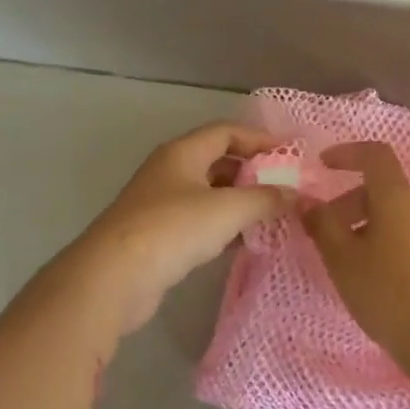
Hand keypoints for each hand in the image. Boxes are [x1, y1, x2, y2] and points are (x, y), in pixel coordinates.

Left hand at [67, 122, 292, 337]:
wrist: (115, 276)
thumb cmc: (173, 229)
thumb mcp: (228, 209)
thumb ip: (265, 199)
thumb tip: (294, 194)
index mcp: (182, 153)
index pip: (226, 131)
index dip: (259, 139)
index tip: (291, 154)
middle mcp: (169, 171)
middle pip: (217, 161)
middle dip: (251, 172)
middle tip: (285, 188)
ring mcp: (160, 204)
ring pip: (208, 194)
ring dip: (239, 202)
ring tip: (271, 216)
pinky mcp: (157, 236)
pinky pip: (198, 222)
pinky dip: (223, 227)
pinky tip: (244, 242)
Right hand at [302, 142, 409, 371]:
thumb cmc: (387, 293)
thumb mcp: (342, 259)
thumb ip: (322, 225)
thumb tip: (306, 200)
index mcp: (397, 198)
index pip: (375, 155)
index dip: (347, 153)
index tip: (323, 165)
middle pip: (383, 190)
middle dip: (350, 202)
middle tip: (325, 233)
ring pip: (397, 218)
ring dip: (367, 227)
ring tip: (347, 263)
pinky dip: (387, 245)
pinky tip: (376, 281)